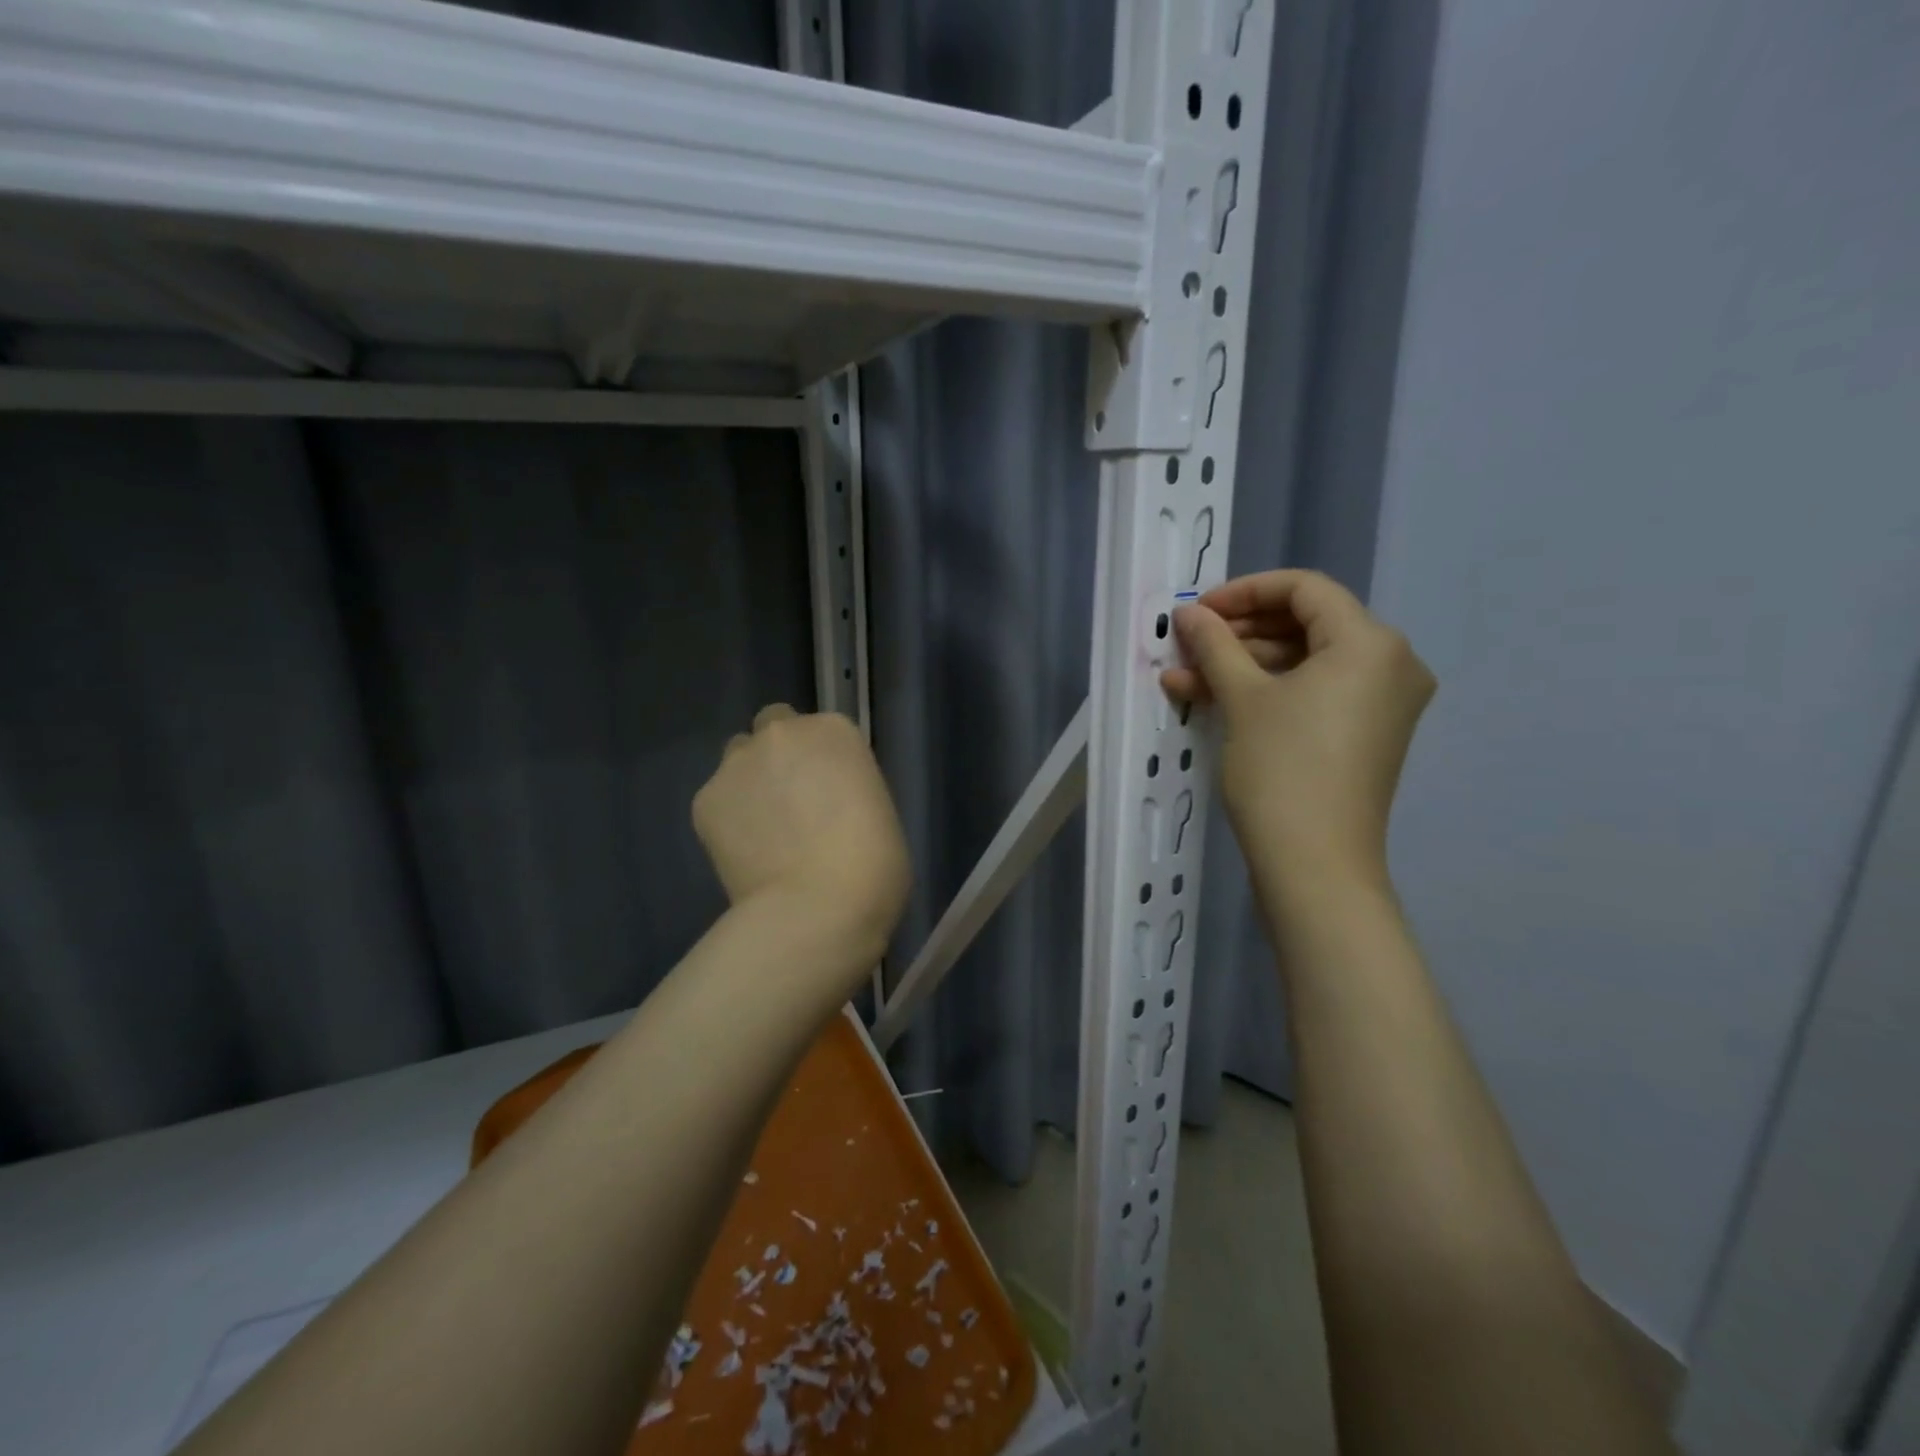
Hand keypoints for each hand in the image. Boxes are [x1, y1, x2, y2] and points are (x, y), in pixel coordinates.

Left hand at [692, 705, 910, 966]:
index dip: (821, 761)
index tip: (827, 794)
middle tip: (789, 802)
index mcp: (835, 731)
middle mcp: (782, 733)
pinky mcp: (705, 800)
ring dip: (748, 782)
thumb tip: (823, 805)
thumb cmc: (873, 865)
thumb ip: (844, 790)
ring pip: (737, 759)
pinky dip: (726, 821)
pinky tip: (744, 855)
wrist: (818, 909)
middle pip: (772, 728)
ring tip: (761, 831)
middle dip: (777, 756)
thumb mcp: (877, 810)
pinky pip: (716, 802)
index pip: (821, 730)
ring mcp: (738, 764)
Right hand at [1161, 570, 1434, 897]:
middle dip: (1239, 632)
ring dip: (1244, 664)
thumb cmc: (1281, 769)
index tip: (1198, 611)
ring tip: (1186, 678)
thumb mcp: (1242, 698)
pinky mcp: (1367, 733)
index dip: (1244, 592)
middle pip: (1306, 623)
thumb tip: (1189, 613)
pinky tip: (1214, 698)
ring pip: (1305, 661)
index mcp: (1370, 642)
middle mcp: (1391, 663)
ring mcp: (1383, 702)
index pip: (1304, 588)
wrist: (1315, 863)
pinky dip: (1268, 690)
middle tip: (1189, 644)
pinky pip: (1316, 692)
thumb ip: (1214, 644)